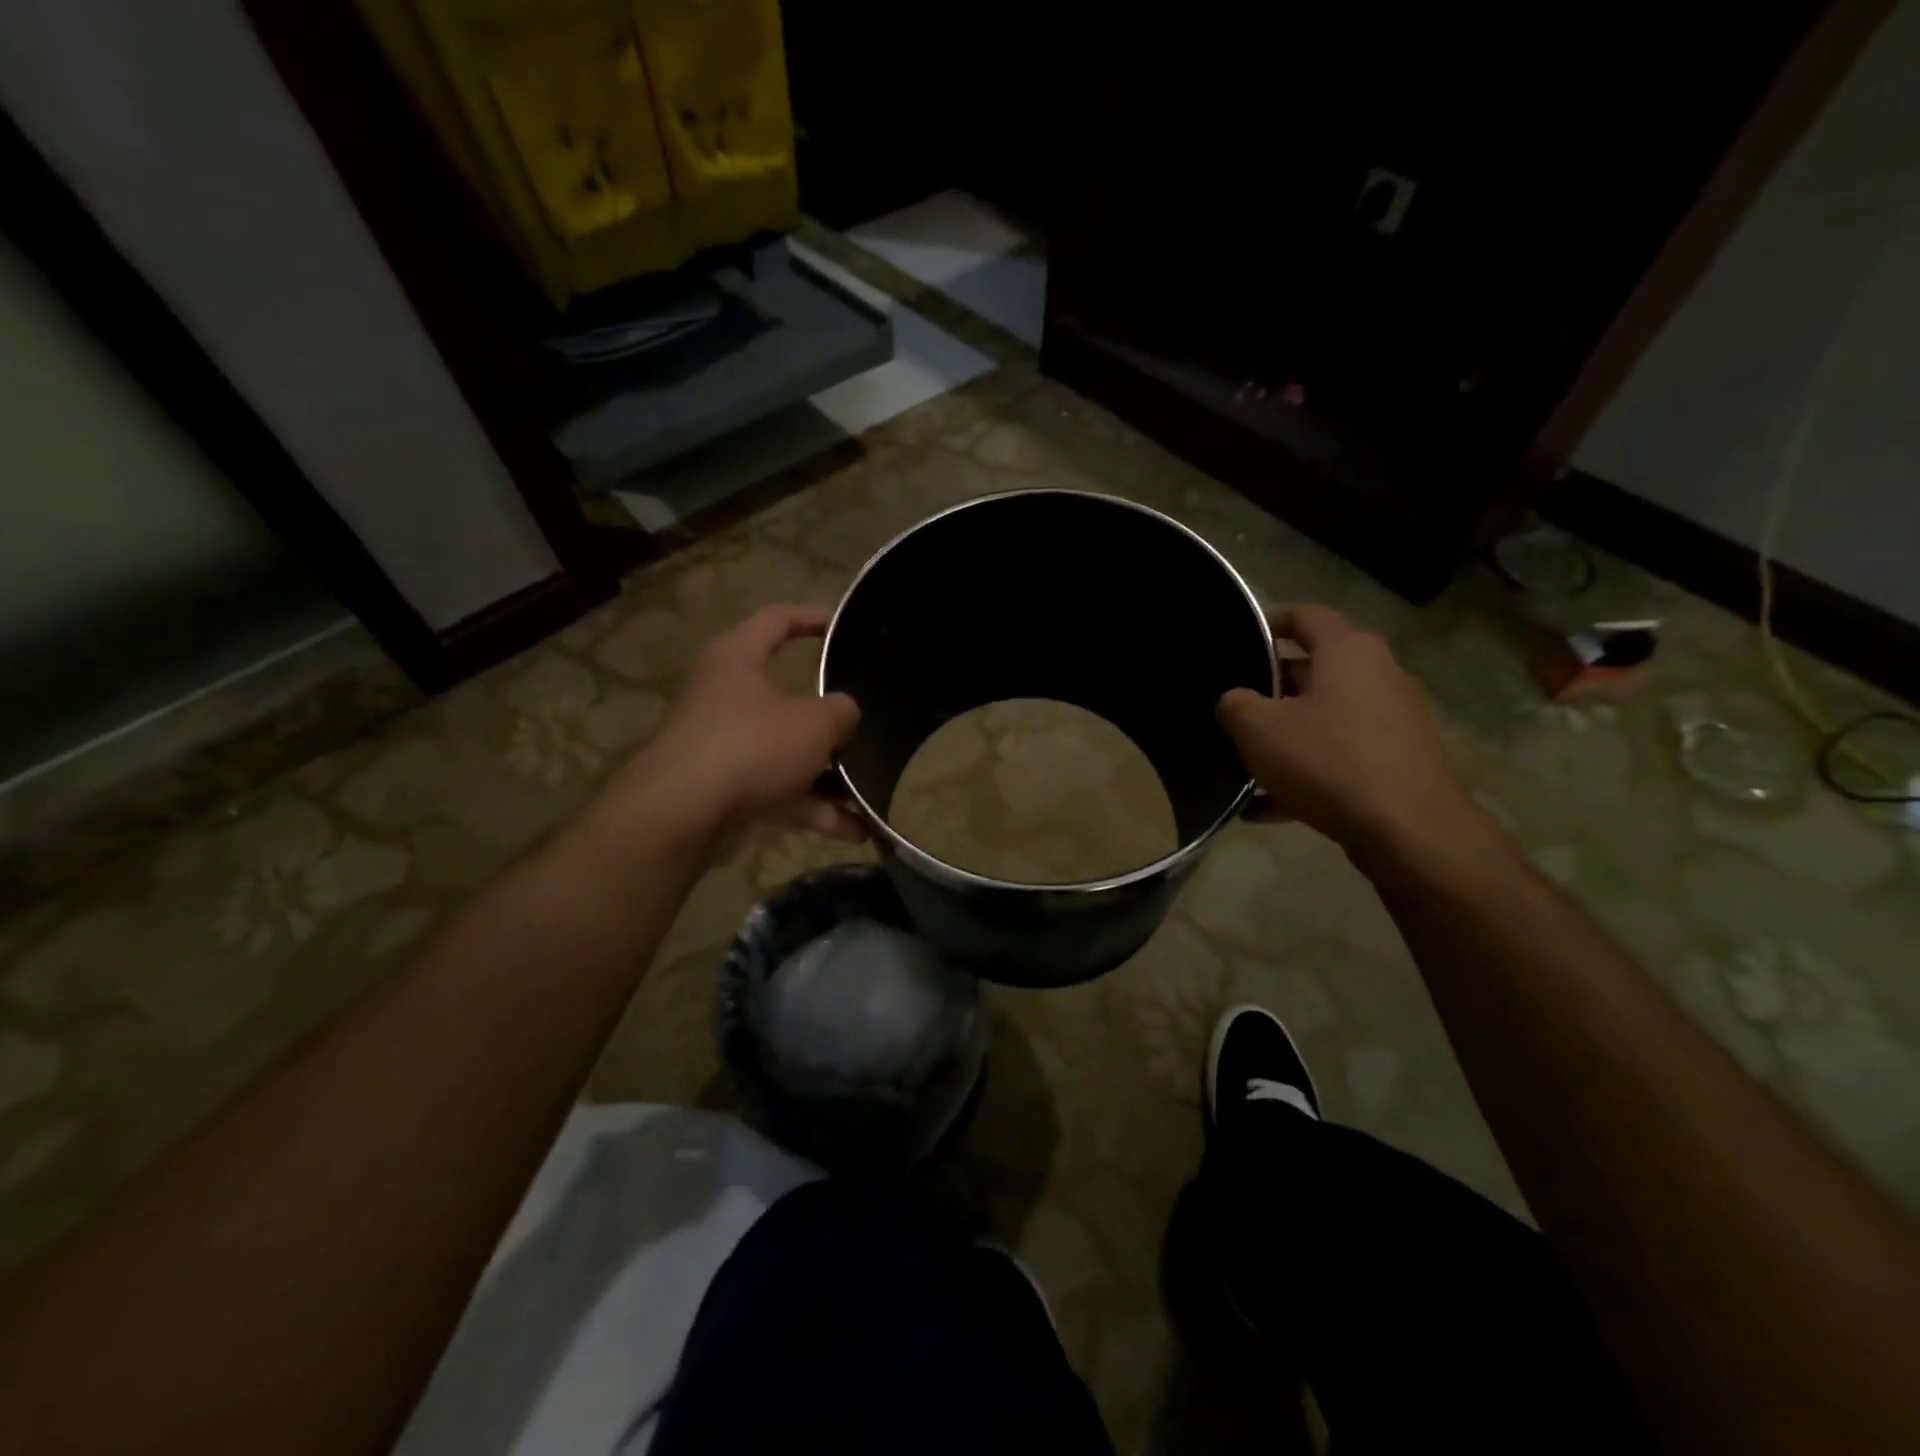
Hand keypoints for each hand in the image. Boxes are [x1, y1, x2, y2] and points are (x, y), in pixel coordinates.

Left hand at [598, 605, 865, 853]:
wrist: (682, 815)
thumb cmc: (751, 745)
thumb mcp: (814, 723)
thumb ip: (841, 712)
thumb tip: (844, 715)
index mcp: (737, 659)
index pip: (775, 620)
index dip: (811, 618)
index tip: (840, 627)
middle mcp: (725, 697)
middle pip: (786, 698)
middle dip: (828, 721)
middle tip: (861, 727)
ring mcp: (724, 746)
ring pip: (786, 753)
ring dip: (828, 775)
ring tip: (870, 793)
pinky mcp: (725, 789)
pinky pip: (779, 792)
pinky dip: (813, 808)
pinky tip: (856, 830)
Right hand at [1217, 605, 1482, 853]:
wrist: (1407, 830)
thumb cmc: (1327, 761)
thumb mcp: (1258, 729)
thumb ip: (1235, 704)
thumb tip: (1234, 701)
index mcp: (1348, 651)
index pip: (1306, 616)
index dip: (1270, 622)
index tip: (1240, 638)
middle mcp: (1378, 675)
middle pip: (1315, 670)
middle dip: (1272, 688)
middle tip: (1235, 708)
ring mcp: (1393, 720)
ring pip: (1326, 718)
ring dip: (1287, 736)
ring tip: (1247, 763)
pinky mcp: (1398, 761)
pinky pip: (1340, 758)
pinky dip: (1306, 773)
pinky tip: (1267, 807)